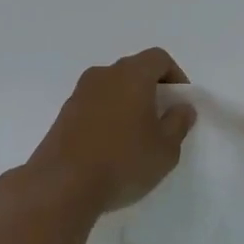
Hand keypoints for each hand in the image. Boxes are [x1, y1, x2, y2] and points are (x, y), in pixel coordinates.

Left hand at [26, 49, 196, 216]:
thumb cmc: (123, 161)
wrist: (61, 185)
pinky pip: (94, 105)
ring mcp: (79, 93)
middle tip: (161, 120)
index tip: (180, 104)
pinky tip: (110, 147)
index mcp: (132, 74)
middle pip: (134, 70)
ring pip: (112, 87)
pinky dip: (107, 116)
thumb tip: (182, 107)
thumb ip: (178, 123)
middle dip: (151, 90)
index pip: (158, 58)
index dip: (175, 76)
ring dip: (127, 103)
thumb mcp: (165, 149)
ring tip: (135, 137)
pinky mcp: (63, 114)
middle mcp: (104, 74)